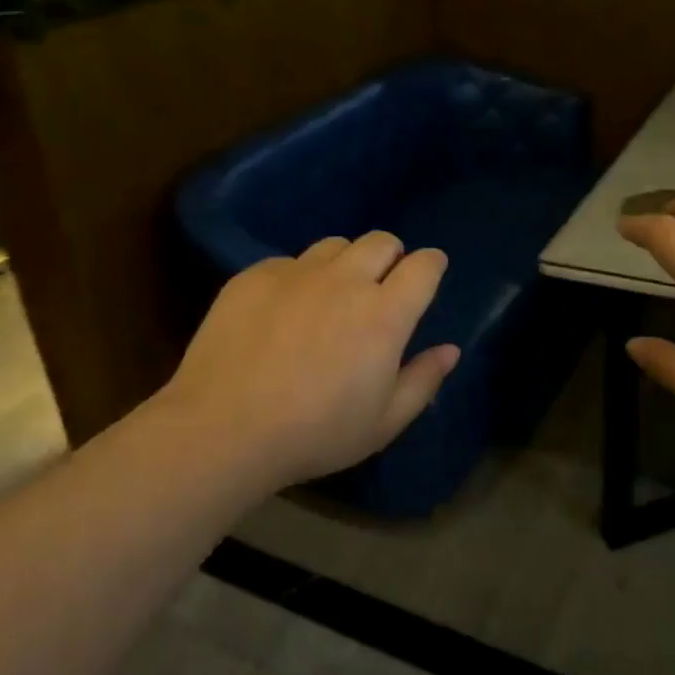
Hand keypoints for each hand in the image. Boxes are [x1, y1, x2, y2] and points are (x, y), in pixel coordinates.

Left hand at [159, 232, 459, 486]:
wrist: (224, 428)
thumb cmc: (315, 433)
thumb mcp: (383, 423)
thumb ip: (422, 380)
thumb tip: (450, 350)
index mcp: (385, 314)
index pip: (423, 266)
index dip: (432, 264)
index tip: (430, 272)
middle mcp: (345, 280)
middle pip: (381, 241)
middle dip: (391, 256)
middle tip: (382, 285)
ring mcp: (296, 273)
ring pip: (334, 246)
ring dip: (345, 262)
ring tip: (332, 294)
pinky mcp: (254, 275)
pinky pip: (289, 262)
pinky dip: (299, 277)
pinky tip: (283, 311)